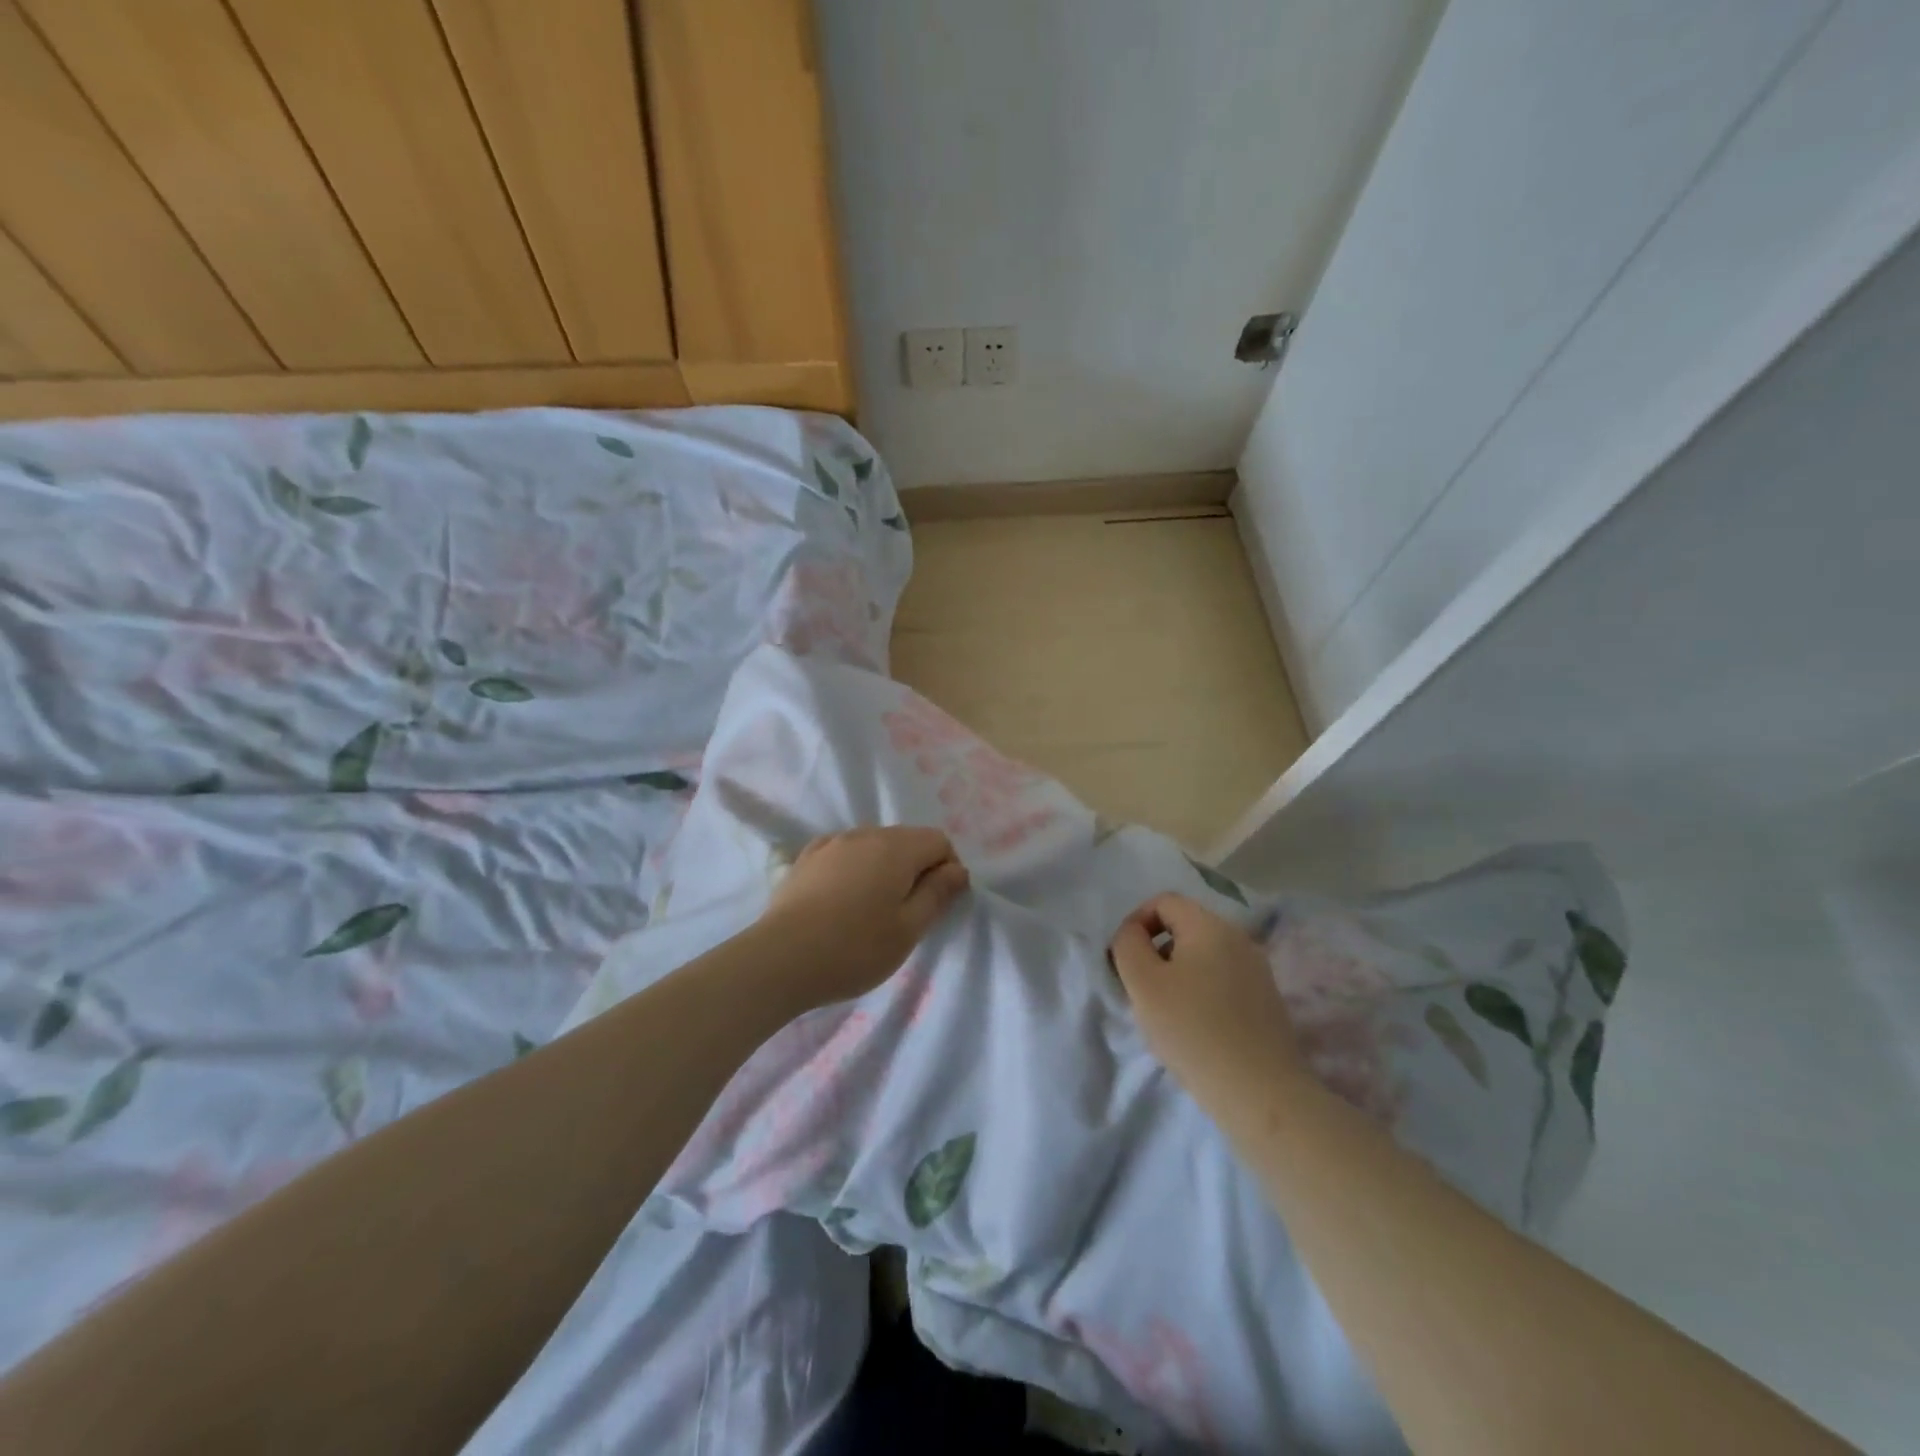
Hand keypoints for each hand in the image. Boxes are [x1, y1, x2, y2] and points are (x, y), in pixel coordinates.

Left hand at [761, 827, 969, 1006]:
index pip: (938, 841)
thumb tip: (958, 870)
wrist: (780, 959)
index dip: (948, 868)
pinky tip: (843, 898)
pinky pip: (844, 853)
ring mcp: (831, 843)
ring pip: (873, 845)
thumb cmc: (855, 948)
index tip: (939, 903)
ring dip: (884, 868)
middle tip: (908, 913)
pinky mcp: (805, 858)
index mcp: (896, 848)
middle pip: (906, 839)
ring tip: (873, 909)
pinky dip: (854, 868)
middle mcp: (865, 834)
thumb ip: (937, 894)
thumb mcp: (908, 929)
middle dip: (917, 868)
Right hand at [1109, 893, 1306, 1113]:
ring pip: (1204, 955)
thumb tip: (1133, 932)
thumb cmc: (1193, 1030)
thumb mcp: (1143, 983)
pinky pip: (1223, 980)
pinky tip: (1197, 1028)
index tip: (1125, 959)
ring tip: (1168, 1012)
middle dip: (1156, 950)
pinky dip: (1202, 992)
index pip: (1164, 901)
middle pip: (1185, 927)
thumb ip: (1128, 945)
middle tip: (1142, 990)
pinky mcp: (1267, 1000)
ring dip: (1178, 973)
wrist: (1260, 1093)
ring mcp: (1258, 970)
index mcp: (1209, 926)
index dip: (1136, 922)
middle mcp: (1239, 938)